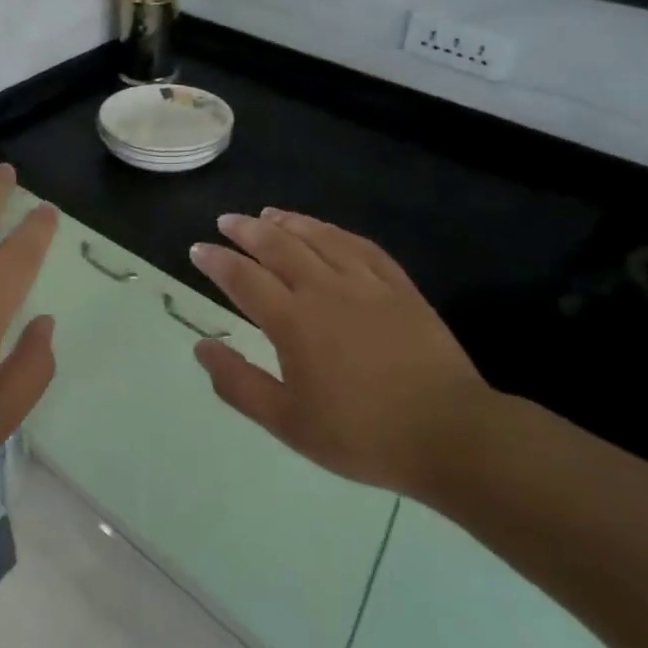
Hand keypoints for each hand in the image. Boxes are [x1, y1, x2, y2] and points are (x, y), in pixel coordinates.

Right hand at [188, 209, 501, 501]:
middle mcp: (326, 290)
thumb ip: (239, 383)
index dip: (217, 261)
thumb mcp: (288, 422)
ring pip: (321, 238)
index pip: (244, 279)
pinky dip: (337, 232)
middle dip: (247, 230)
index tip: (198, 249)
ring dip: (290, 222)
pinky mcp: (400, 288)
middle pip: (279, 246)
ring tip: (269, 213)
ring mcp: (367, 284)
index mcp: (294, 322)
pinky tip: (328, 230)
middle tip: (227, 220)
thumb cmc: (361, 434)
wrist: (449, 434)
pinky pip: (363, 247)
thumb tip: (202, 347)